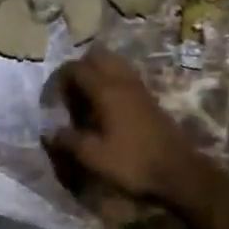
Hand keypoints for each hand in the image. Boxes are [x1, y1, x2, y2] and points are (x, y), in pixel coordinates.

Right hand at [47, 49, 204, 204]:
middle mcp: (122, 81)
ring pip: (113, 64)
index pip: (75, 68)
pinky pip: (124, 77)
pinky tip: (105, 109)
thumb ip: (68, 140)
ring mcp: (139, 87)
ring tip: (86, 100)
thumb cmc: (133, 163)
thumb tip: (49, 132)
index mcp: (106, 90)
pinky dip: (110, 83)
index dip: (58, 80)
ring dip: (96, 74)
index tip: (51, 100)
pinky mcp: (149, 98)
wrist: (179, 172)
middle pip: (96, 56)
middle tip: (69, 94)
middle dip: (79, 69)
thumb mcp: (94, 156)